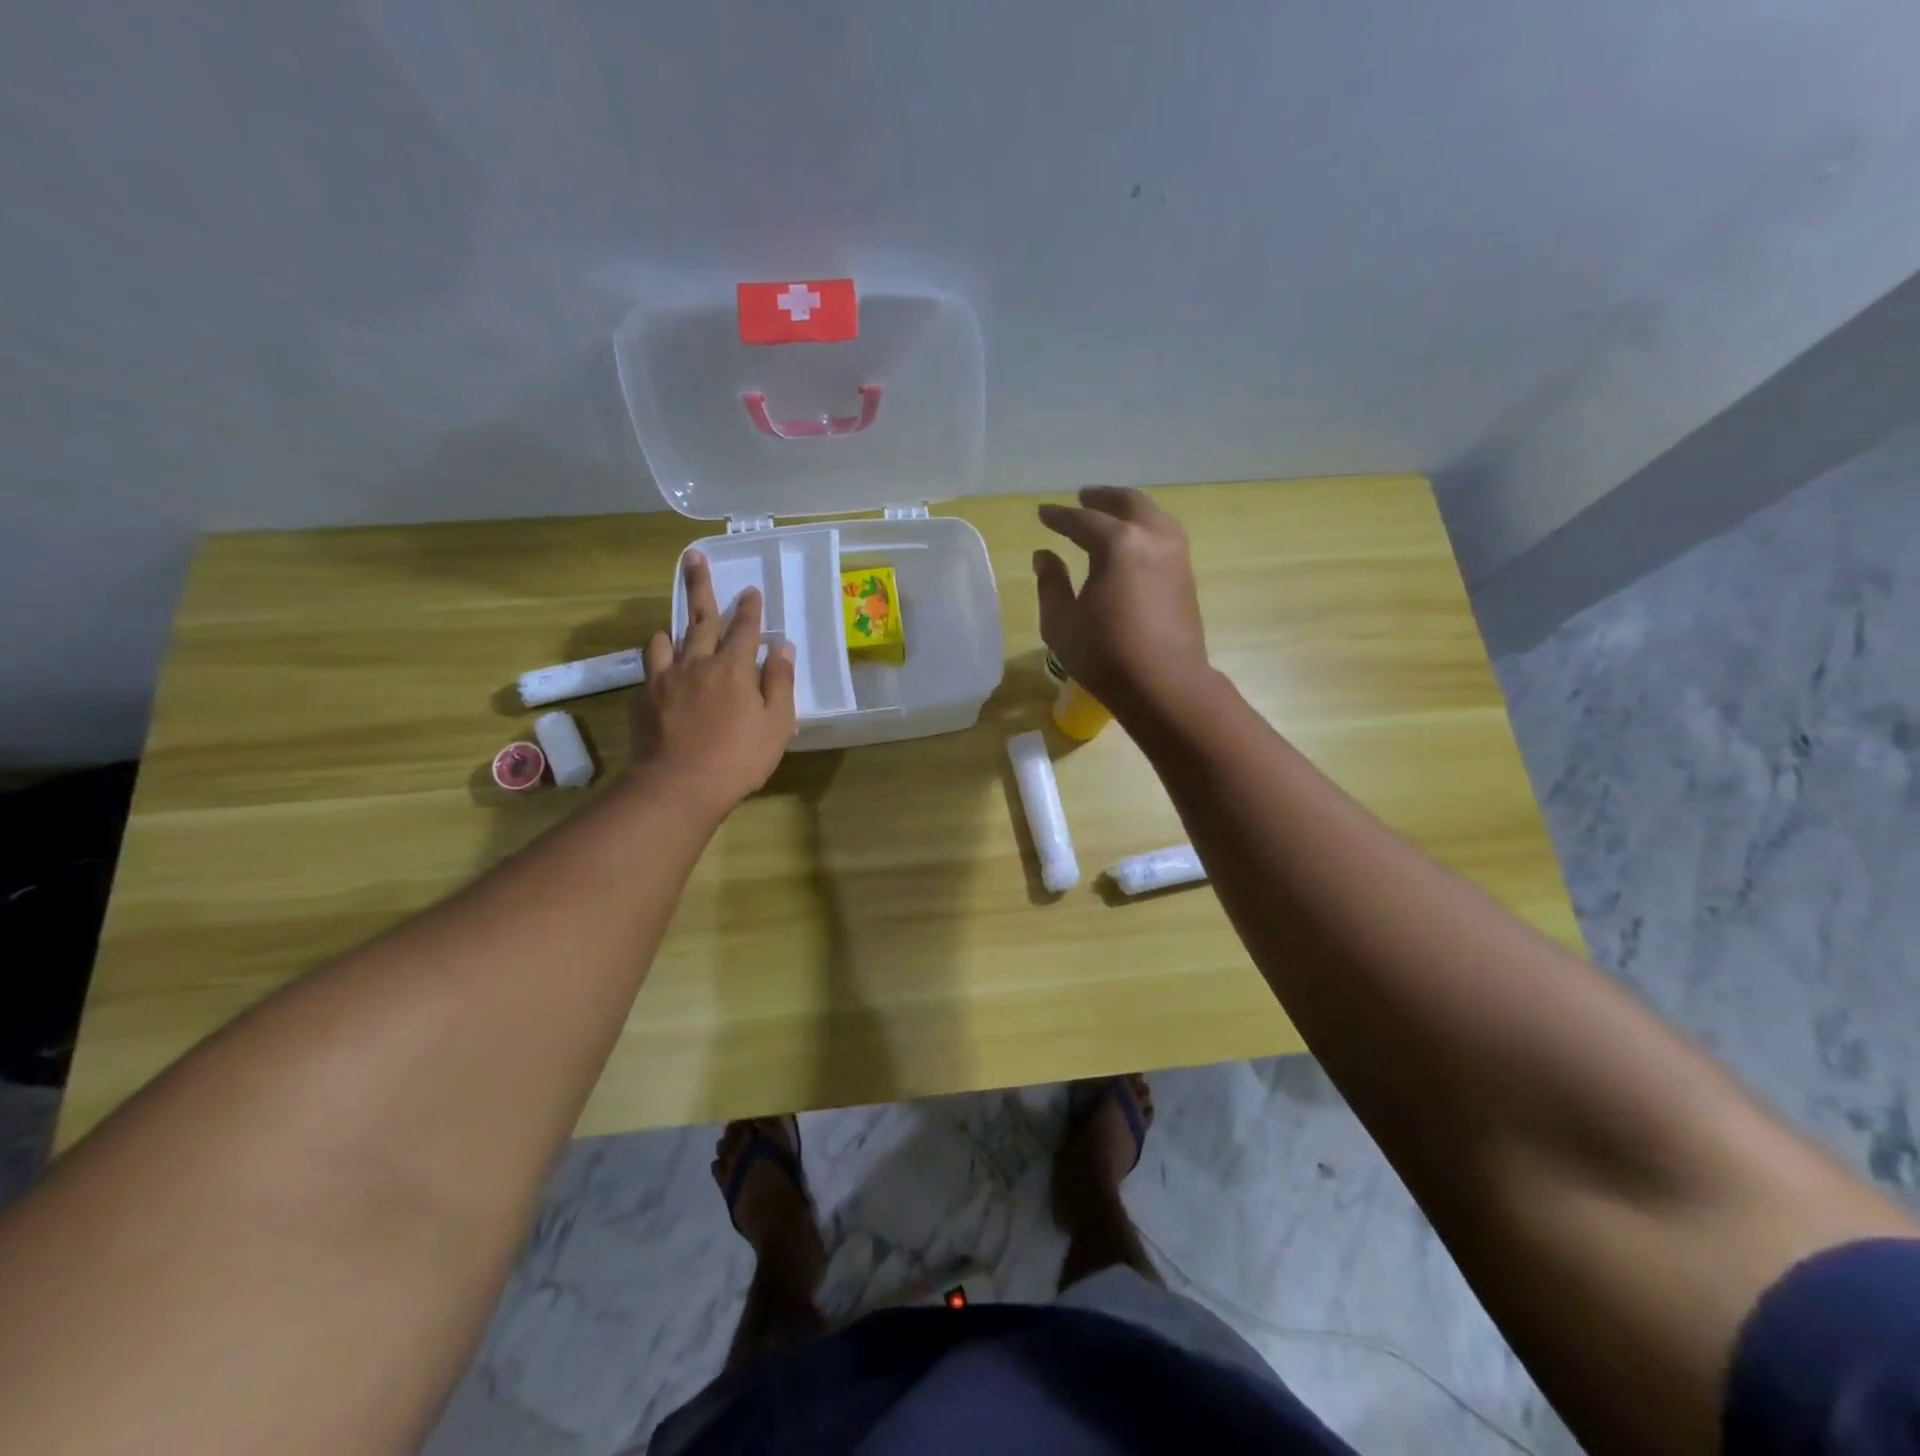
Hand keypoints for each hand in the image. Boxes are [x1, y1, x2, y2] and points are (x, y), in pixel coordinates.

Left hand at [629, 551, 796, 816]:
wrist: (678, 786)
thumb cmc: (738, 758)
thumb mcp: (777, 724)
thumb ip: (780, 682)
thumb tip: (783, 647)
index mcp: (733, 667)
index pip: (745, 628)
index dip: (750, 608)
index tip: (751, 590)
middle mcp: (697, 663)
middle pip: (700, 618)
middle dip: (700, 586)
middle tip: (694, 558)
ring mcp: (665, 679)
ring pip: (666, 640)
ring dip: (673, 628)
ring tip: (674, 626)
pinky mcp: (643, 698)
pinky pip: (650, 669)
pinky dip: (658, 662)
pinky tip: (661, 672)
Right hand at [1033, 486, 1209, 716]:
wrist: (1165, 684)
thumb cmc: (1105, 656)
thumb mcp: (1061, 623)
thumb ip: (1050, 584)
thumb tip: (1044, 556)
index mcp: (1117, 544)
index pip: (1082, 521)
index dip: (1059, 517)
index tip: (1043, 513)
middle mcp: (1151, 537)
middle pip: (1126, 503)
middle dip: (1101, 498)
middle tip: (1083, 497)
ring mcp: (1176, 554)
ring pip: (1152, 515)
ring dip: (1128, 509)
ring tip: (1110, 514)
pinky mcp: (1186, 573)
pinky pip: (1163, 533)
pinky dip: (1144, 526)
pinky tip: (1132, 541)